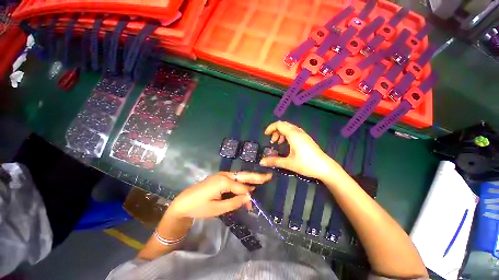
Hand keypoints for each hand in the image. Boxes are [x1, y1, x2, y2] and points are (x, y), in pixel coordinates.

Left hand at [167, 172, 271, 218]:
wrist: (183, 202)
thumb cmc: (199, 207)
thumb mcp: (217, 208)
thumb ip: (234, 202)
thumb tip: (248, 197)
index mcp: (223, 181)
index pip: (241, 187)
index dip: (248, 195)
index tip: (253, 204)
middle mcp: (224, 175)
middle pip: (243, 175)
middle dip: (256, 176)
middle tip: (268, 176)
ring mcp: (221, 175)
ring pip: (239, 176)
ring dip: (249, 179)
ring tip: (261, 180)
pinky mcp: (219, 178)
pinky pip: (233, 179)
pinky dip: (241, 182)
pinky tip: (246, 185)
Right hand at [260, 121, 344, 180]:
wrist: (325, 168)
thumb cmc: (306, 164)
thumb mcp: (288, 163)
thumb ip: (274, 161)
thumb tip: (261, 162)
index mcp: (293, 135)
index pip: (279, 124)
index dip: (271, 128)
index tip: (265, 135)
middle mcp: (298, 132)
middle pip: (284, 125)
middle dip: (275, 130)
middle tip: (272, 141)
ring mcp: (303, 135)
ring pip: (289, 128)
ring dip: (281, 133)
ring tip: (278, 143)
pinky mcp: (306, 138)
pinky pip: (294, 132)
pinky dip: (287, 135)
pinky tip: (287, 144)